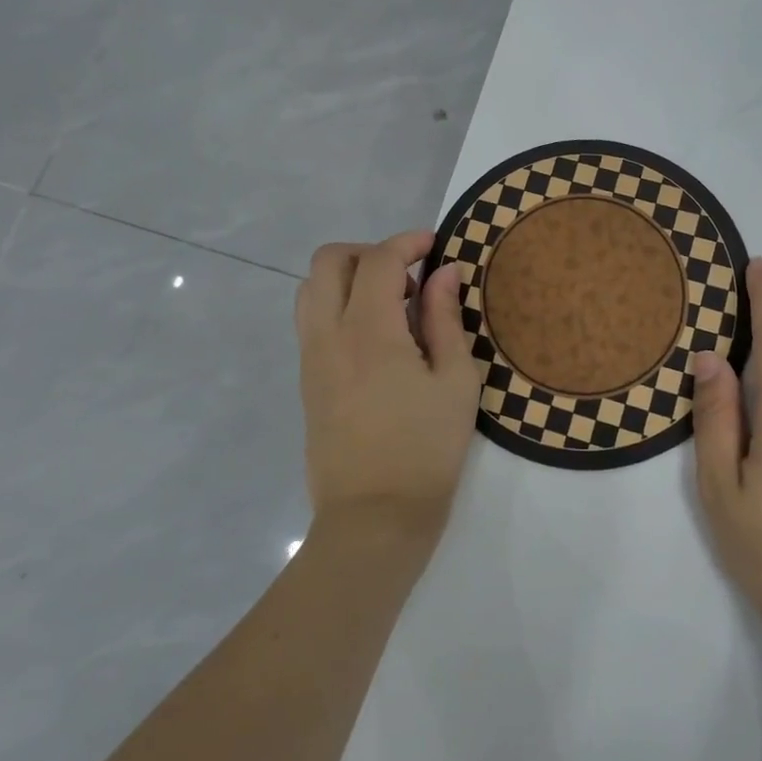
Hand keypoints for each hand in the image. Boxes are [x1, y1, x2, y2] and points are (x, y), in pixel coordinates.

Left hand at [296, 231, 483, 536]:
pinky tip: (376, 338)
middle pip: (330, 261)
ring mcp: (310, 357)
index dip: (408, 242)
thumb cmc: (426, 450)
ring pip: (311, 288)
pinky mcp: (306, 380)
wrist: (373, 518)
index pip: (378, 260)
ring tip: (390, 307)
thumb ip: (446, 318)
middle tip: (409, 277)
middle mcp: (328, 334)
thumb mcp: (455, 381)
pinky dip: (338, 305)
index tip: (436, 246)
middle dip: (370, 252)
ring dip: (348, 278)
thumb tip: (444, 273)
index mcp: (368, 330)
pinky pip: (311, 320)